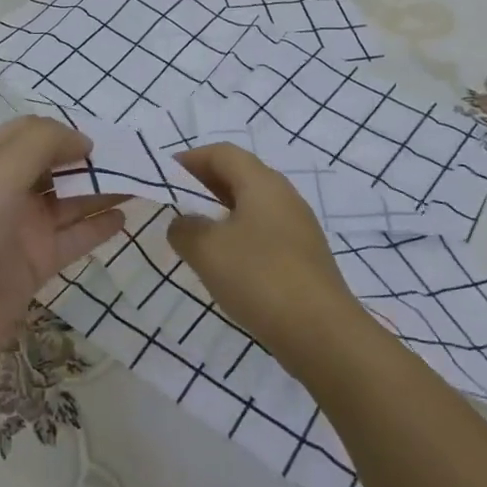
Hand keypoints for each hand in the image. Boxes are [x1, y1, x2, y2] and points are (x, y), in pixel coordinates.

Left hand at [0, 116, 127, 391]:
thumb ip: (43, 143)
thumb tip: (83, 140)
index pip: (31, 134)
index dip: (66, 133)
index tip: (103, 141)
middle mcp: (3, 190)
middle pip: (54, 166)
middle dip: (90, 161)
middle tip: (136, 160)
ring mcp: (20, 229)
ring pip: (69, 201)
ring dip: (102, 190)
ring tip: (142, 183)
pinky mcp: (34, 264)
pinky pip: (72, 238)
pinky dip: (98, 227)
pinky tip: (125, 218)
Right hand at [168, 144, 366, 370]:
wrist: (321, 332)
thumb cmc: (258, 277)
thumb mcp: (207, 250)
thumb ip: (184, 229)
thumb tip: (183, 223)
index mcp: (262, 183)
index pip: (223, 153)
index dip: (191, 158)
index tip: (165, 175)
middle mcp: (284, 196)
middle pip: (240, 175)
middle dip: (205, 183)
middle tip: (176, 201)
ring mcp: (298, 227)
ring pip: (253, 205)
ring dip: (222, 211)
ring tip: (195, 232)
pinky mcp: (304, 257)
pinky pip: (264, 231)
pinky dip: (239, 235)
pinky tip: (225, 261)